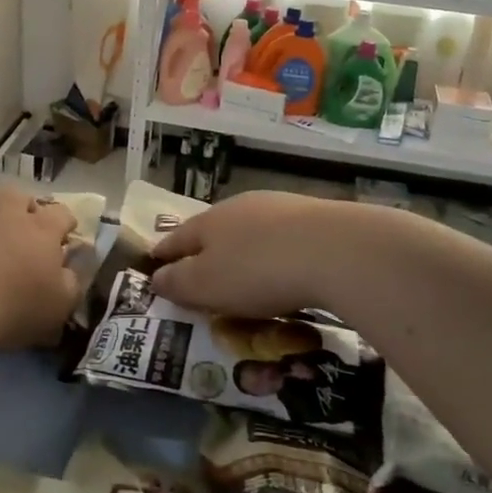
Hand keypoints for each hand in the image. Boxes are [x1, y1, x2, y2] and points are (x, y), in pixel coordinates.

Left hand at [0, 187, 81, 350]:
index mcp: (41, 230)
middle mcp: (5, 215)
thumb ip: (70, 283)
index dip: (65, 223)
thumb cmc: (12, 308)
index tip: (64, 236)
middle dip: (23, 207)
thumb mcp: (58, 306)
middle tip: (21, 229)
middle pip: (18, 196)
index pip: (61, 214)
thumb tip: (70, 270)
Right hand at [150, 191, 358, 317]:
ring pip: (250, 230)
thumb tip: (156, 277)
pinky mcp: (314, 217)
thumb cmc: (258, 271)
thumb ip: (179, 282)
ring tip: (244, 272)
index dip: (165, 253)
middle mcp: (240, 207)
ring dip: (243, 249)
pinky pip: (283, 238)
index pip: (178, 238)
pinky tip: (284, 268)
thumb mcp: (207, 285)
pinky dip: (276, 253)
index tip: (155, 263)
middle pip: (214, 229)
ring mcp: (279, 208)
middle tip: (201, 271)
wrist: (336, 250)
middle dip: (205, 249)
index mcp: (209, 222)